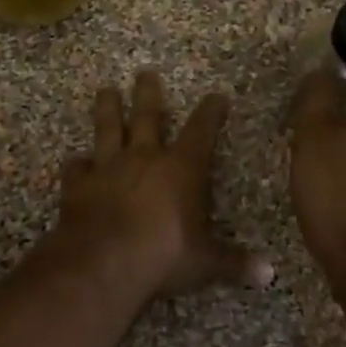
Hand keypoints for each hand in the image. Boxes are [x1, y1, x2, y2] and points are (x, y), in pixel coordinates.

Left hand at [49, 72, 266, 300]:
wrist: (103, 262)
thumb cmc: (163, 255)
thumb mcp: (205, 262)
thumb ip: (234, 263)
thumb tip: (270, 274)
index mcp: (181, 168)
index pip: (201, 131)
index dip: (210, 112)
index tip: (216, 95)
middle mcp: (144, 158)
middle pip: (147, 116)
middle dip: (148, 93)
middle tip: (145, 72)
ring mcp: (107, 168)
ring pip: (107, 129)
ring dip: (107, 109)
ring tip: (105, 90)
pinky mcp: (78, 186)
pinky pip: (76, 168)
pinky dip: (77, 164)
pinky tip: (76, 161)